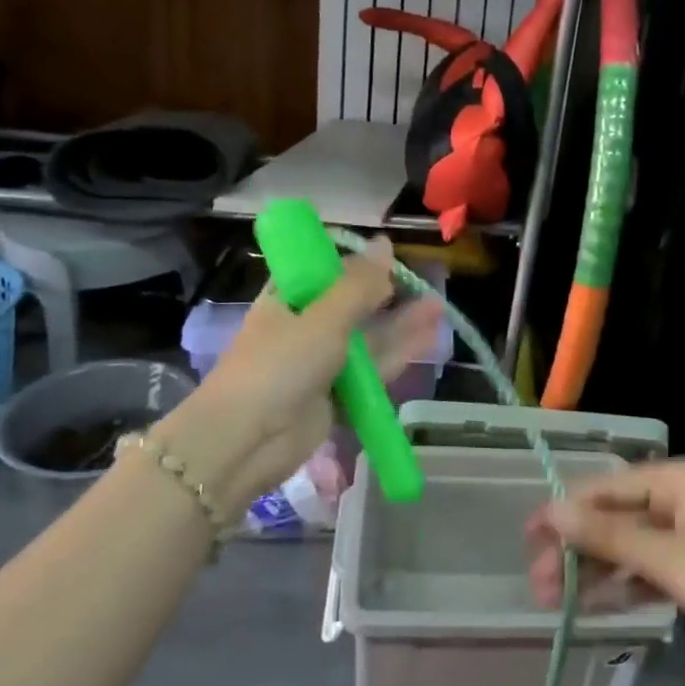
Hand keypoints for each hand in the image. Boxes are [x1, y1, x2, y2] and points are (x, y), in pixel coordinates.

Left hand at [150, 239, 442, 519]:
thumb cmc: (278, 366)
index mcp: (288, 299)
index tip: (390, 258)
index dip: (357, 264)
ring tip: (438, 307)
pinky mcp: (336, 397)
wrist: (245, 442)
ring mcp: (321, 364)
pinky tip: (427, 340)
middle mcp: (305, 327)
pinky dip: (397, 356)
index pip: (324, 271)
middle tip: (427, 283)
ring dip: (400, 324)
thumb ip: (359, 284)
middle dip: (388, 295)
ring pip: (367, 339)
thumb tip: (385, 242)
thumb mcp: (323, 318)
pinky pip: (372, 372)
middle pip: (353, 305)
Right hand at [527, 458, 684, 672]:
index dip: (564, 512)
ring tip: (556, 603)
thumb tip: (551, 510)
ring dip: (595, 572)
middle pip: (613, 518)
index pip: (604, 488)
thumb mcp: (669, 558)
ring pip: (629, 548)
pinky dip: (625, 586)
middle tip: (540, 587)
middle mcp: (678, 499)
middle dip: (576, 549)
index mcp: (673, 479)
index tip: (527, 540)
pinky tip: (595, 607)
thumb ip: (608, 535)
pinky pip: (650, 571)